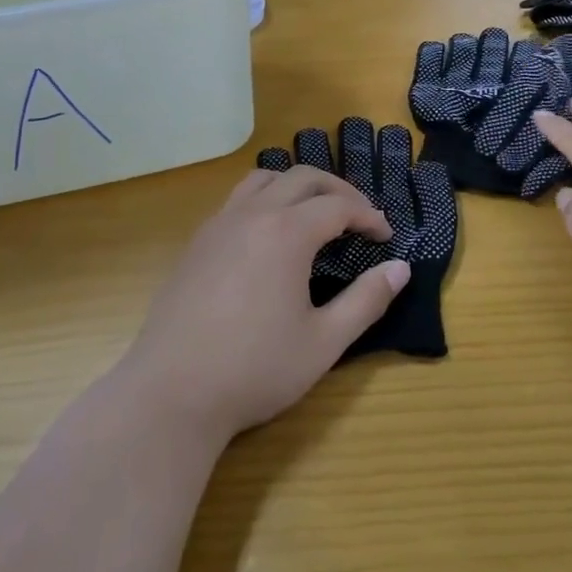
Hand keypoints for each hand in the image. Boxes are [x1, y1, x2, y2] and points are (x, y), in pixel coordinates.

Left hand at [121, 166, 407, 444]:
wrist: (171, 394)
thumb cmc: (255, 370)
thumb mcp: (324, 342)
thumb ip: (367, 301)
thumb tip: (400, 269)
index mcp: (287, 233)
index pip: (338, 206)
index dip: (368, 216)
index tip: (385, 236)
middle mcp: (252, 214)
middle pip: (303, 177)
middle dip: (338, 190)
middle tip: (359, 218)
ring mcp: (219, 225)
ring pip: (264, 179)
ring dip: (297, 186)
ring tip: (315, 213)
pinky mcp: (197, 242)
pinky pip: (237, 200)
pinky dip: (265, 200)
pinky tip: (270, 237)